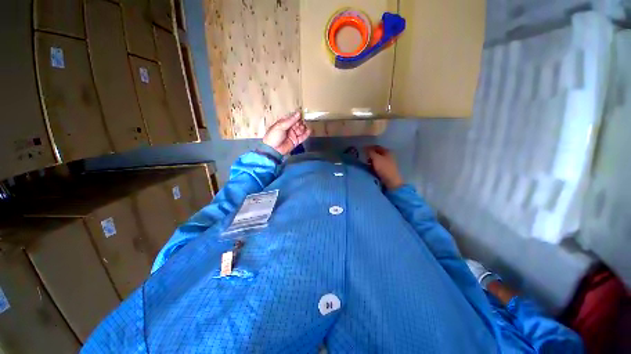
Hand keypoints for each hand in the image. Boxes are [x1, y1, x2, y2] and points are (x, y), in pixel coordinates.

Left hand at [263, 111, 311, 154]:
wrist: (273, 150)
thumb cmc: (273, 137)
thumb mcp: (280, 126)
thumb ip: (290, 120)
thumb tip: (298, 113)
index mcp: (283, 123)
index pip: (292, 118)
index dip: (297, 116)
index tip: (301, 114)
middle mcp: (289, 128)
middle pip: (298, 123)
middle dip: (300, 122)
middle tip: (302, 122)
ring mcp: (293, 135)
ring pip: (301, 129)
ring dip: (303, 128)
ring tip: (302, 128)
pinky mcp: (296, 141)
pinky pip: (303, 137)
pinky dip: (306, 134)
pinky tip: (309, 130)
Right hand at [365, 145, 403, 189]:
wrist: (391, 181)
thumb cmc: (384, 168)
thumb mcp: (376, 158)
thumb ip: (370, 152)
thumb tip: (365, 148)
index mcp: (387, 151)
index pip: (376, 147)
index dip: (369, 148)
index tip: (362, 151)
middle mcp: (388, 156)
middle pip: (377, 153)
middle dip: (370, 155)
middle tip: (364, 158)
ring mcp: (388, 163)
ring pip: (377, 160)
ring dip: (371, 161)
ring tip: (366, 164)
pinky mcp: (386, 169)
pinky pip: (378, 165)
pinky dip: (373, 166)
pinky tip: (370, 169)